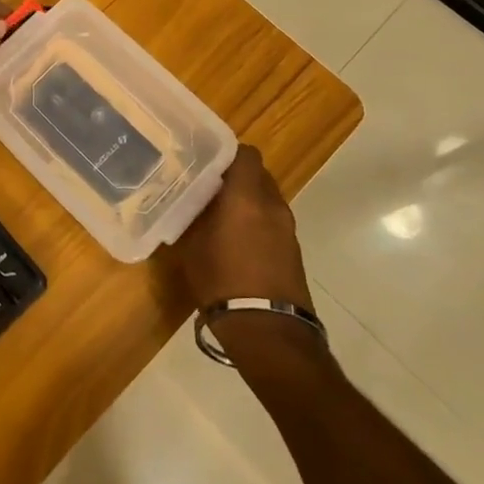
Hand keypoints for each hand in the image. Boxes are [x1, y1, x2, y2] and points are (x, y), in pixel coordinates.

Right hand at [168, 146, 311, 311]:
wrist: (268, 331)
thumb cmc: (223, 282)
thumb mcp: (193, 246)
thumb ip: (194, 216)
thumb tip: (189, 202)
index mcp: (246, 196)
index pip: (245, 153)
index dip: (226, 152)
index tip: (206, 160)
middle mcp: (272, 205)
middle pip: (258, 174)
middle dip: (236, 177)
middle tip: (209, 187)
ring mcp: (287, 228)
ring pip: (266, 198)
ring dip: (247, 200)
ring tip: (220, 215)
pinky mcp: (294, 250)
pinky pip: (273, 221)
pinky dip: (257, 222)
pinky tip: (236, 240)